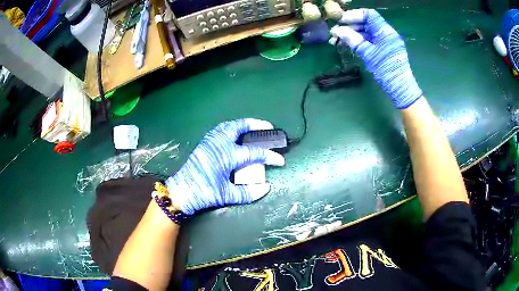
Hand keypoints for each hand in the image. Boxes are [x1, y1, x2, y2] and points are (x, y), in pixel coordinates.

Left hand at [165, 119, 284, 214]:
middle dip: (256, 125)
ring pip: (229, 125)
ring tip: (253, 128)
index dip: (270, 156)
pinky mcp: (204, 143)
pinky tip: (235, 134)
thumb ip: (248, 192)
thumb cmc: (203, 193)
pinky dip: (231, 128)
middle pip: (240, 127)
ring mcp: (210, 141)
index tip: (280, 160)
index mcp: (227, 155)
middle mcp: (219, 143)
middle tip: (268, 127)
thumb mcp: (227, 195)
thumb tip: (265, 187)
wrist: (181, 191)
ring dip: (243, 124)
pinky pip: (221, 129)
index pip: (254, 153)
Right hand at [330, 9, 421, 108]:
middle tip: (336, 33)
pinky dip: (359, 41)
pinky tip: (349, 45)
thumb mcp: (369, 54)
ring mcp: (386, 42)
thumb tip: (338, 31)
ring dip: (353, 34)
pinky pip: (371, 40)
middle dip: (350, 26)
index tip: (340, 21)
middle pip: (367, 23)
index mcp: (386, 31)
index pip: (369, 15)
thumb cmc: (387, 71)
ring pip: (367, 32)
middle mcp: (387, 33)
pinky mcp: (385, 49)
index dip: (354, 15)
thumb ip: (353, 40)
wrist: (400, 89)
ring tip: (338, 41)